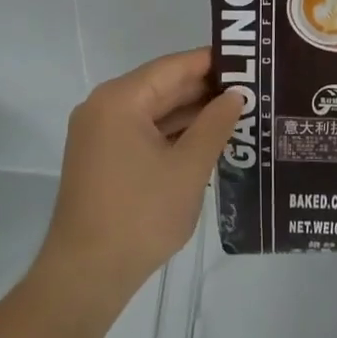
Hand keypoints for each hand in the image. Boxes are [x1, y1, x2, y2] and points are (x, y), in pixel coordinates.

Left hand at [31, 48, 239, 321]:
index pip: (174, 66)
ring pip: (154, 111)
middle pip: (162, 86)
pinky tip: (206, 139)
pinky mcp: (102, 158)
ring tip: (238, 112)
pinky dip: (172, 134)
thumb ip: (215, 124)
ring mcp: (99, 133)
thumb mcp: (188, 169)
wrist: (85, 277)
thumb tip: (236, 95)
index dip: (212, 62)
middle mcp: (104, 107)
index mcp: (120, 99)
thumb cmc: (140, 216)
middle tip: (251, 88)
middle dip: (205, 89)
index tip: (249, 61)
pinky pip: (143, 131)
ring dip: (191, 113)